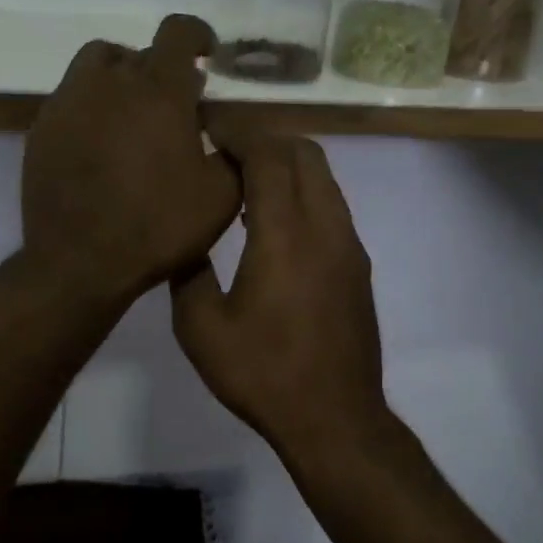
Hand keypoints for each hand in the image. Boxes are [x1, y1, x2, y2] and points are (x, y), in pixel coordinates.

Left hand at [21, 15, 239, 306]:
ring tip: (131, 115)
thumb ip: (234, 150)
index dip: (196, 35)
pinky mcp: (41, 128)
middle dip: (161, 71)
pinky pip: (71, 98)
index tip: (205, 54)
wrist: (78, 263)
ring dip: (119, 78)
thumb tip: (223, 127)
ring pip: (96, 65)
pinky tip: (99, 145)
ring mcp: (68, 102)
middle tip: (173, 107)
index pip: (177, 31)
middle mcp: (109, 82)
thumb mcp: (221, 196)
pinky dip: (91, 107)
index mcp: (159, 90)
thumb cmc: (157, 227)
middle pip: (138, 52)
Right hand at [170, 131, 388, 457]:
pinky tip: (269, 220)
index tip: (206, 123)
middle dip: (263, 137)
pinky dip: (300, 191)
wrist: (334, 418)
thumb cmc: (263, 373)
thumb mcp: (201, 327)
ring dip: (285, 163)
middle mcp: (326, 226)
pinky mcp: (357, 265)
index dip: (237, 130)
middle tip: (222, 146)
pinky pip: (329, 204)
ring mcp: (348, 245)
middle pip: (304, 152)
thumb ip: (188, 271)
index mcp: (286, 233)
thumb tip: (185, 240)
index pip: (268, 154)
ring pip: (323, 177)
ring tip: (241, 178)